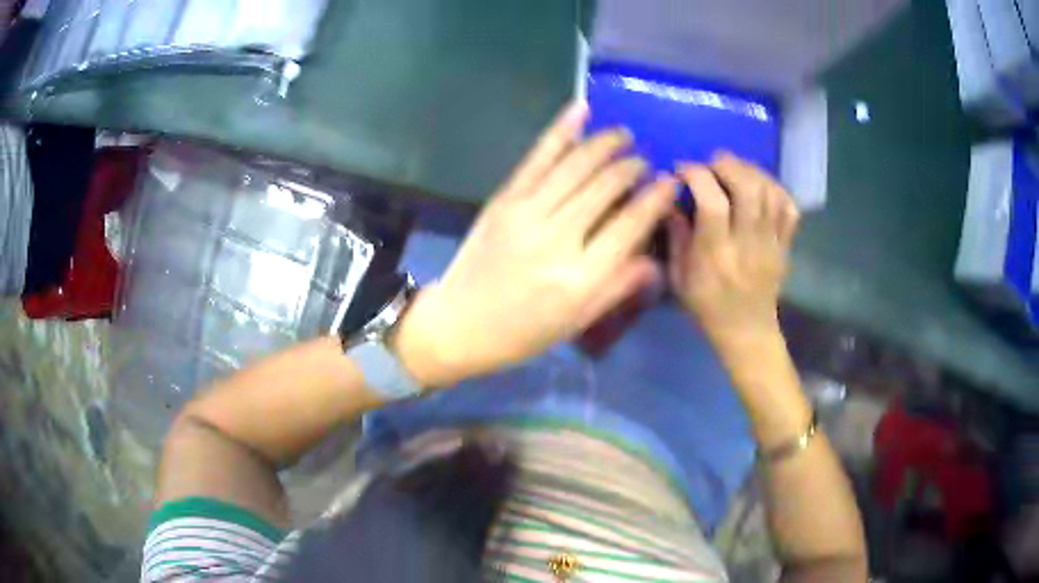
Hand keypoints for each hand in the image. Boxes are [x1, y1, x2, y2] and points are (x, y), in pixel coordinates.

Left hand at [395, 103, 677, 387]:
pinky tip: (581, 109)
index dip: (656, 198)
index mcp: (581, 277)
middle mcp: (557, 237)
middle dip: (632, 166)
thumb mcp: (577, 321)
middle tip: (644, 160)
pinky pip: (538, 157)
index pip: (631, 225)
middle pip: (606, 186)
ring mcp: (527, 212)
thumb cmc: (522, 332)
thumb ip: (618, 286)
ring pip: (576, 164)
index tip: (671, 182)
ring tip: (624, 135)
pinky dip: (561, 130)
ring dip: (605, 143)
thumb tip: (654, 257)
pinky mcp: (504, 199)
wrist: (458, 322)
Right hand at [667, 154, 799, 349]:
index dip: (696, 175)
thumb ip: (675, 237)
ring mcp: (771, 243)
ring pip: (769, 192)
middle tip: (712, 163)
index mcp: (717, 254)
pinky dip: (775, 188)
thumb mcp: (679, 279)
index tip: (682, 171)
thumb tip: (671, 199)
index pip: (713, 203)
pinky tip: (759, 186)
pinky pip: (789, 207)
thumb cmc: (707, 307)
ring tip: (734, 170)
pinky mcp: (785, 244)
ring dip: (750, 171)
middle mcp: (747, 243)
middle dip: (727, 165)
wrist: (748, 332)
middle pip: (748, 188)